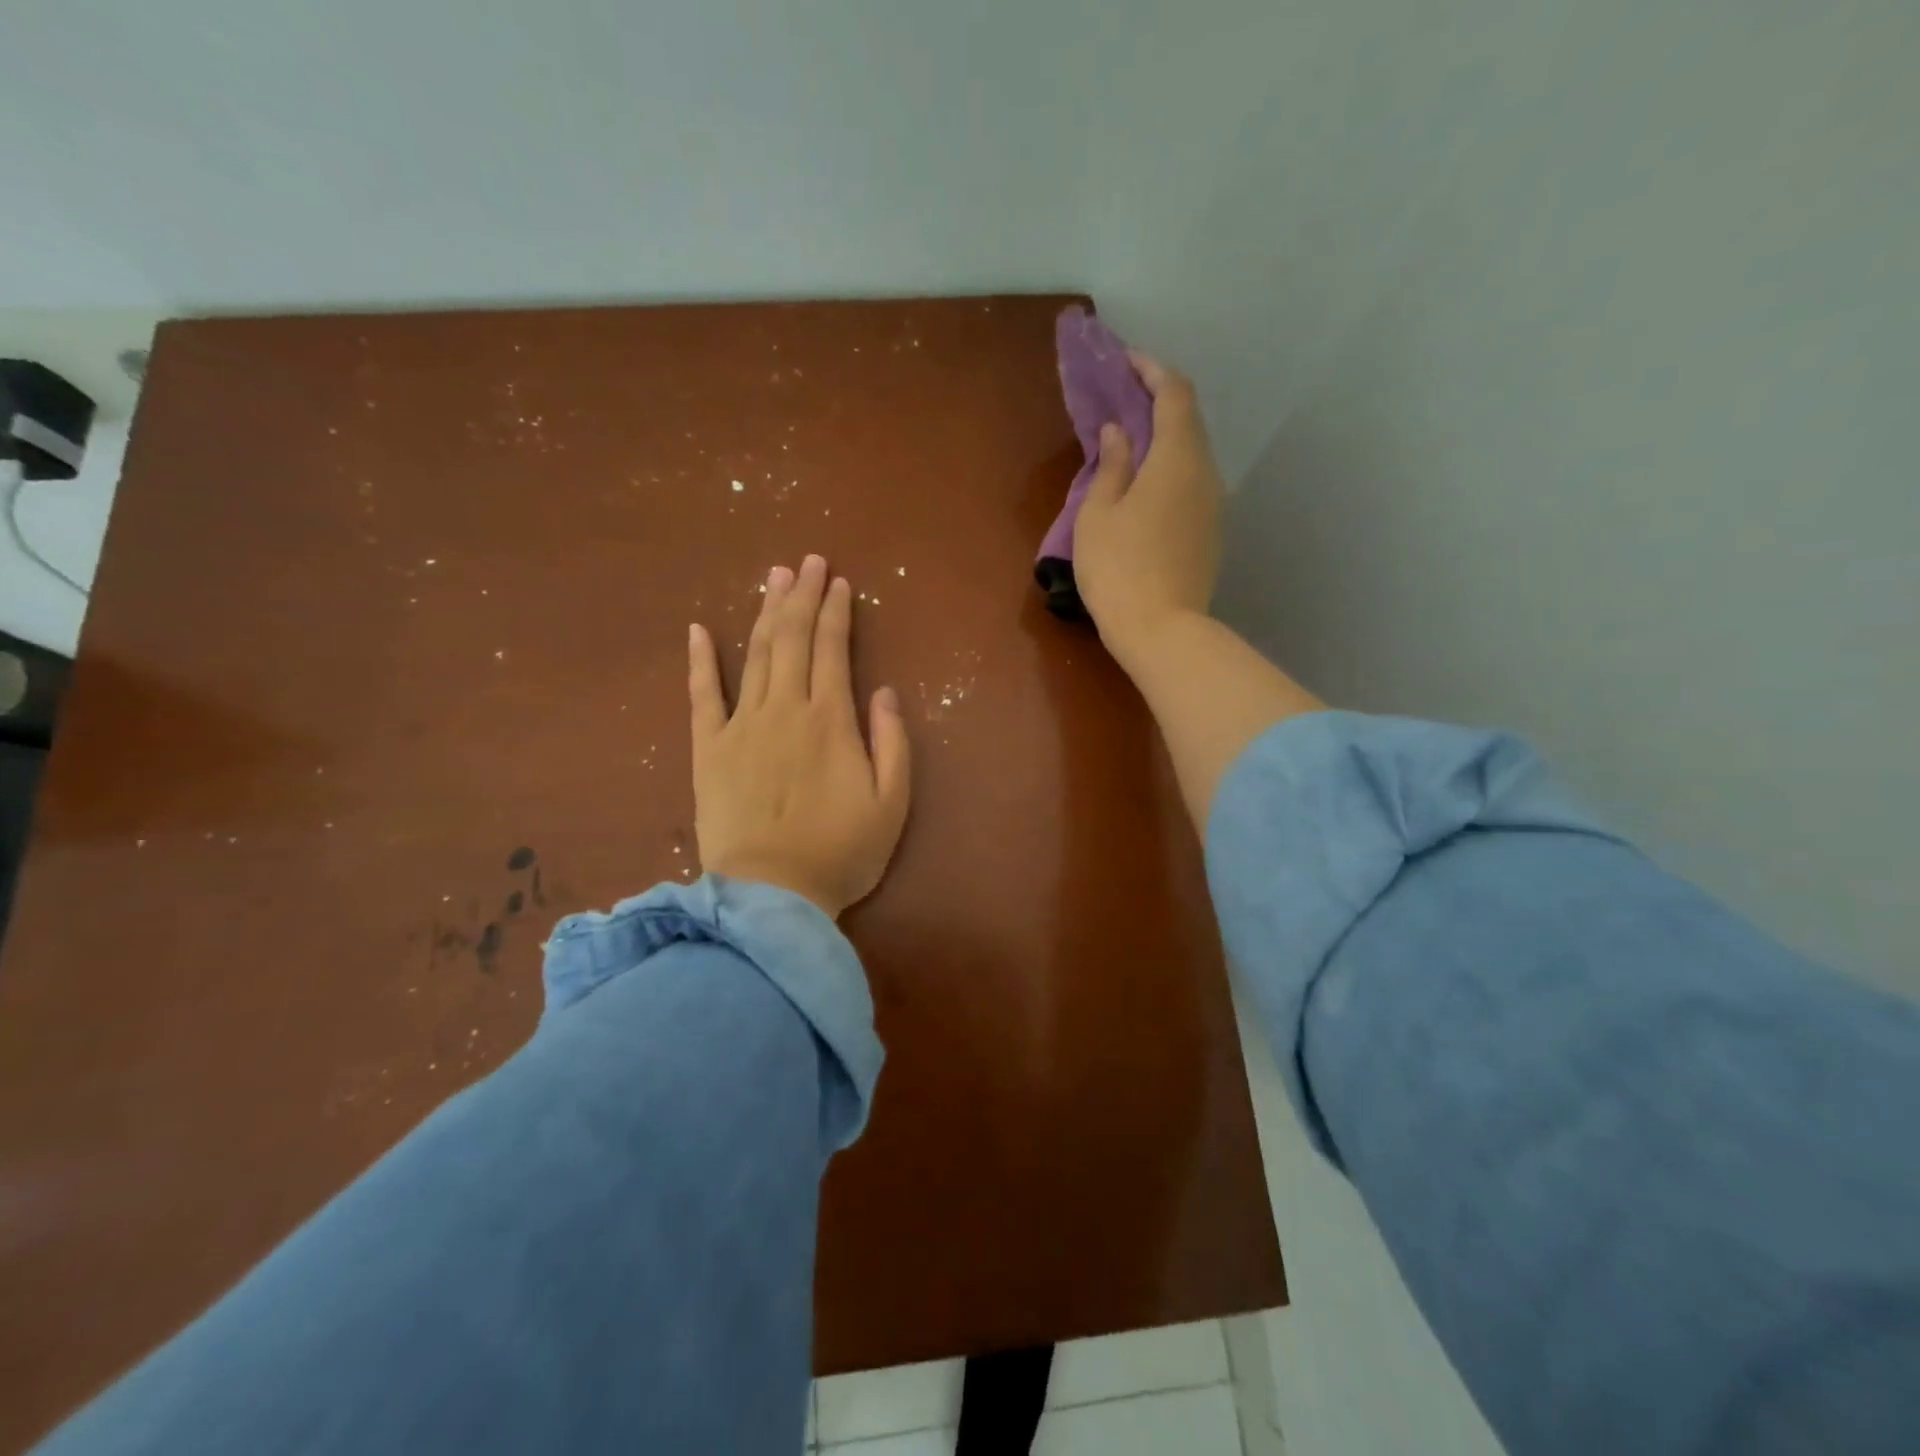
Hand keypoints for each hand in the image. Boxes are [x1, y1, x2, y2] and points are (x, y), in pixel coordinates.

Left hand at [688, 555, 911, 918]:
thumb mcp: (891, 803)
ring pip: (755, 655)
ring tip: (773, 579)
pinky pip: (701, 696)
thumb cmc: (840, 852)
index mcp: (830, 719)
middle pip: (792, 639)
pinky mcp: (708, 749)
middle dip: (801, 596)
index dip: (836, 611)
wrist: (771, 895)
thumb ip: (893, 742)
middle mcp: (785, 709)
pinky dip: (700, 661)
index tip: (838, 581)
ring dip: (765, 613)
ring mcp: (741, 726)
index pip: (832, 649)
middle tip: (806, 562)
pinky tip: (698, 630)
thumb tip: (883, 691)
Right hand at [1071, 355, 1223, 666]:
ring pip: (1192, 455)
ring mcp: (1213, 506)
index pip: (1174, 394)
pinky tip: (1144, 486)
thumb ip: (1110, 466)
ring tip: (1128, 444)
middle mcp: (1205, 473)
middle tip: (1121, 401)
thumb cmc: (1119, 569)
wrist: (1162, 632)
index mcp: (1176, 459)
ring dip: (1163, 439)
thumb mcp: (1099, 515)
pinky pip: (1192, 484)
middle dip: (1157, 402)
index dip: (1151, 370)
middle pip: (1188, 422)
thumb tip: (1120, 433)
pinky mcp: (1211, 533)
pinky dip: (1169, 470)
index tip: (1125, 362)